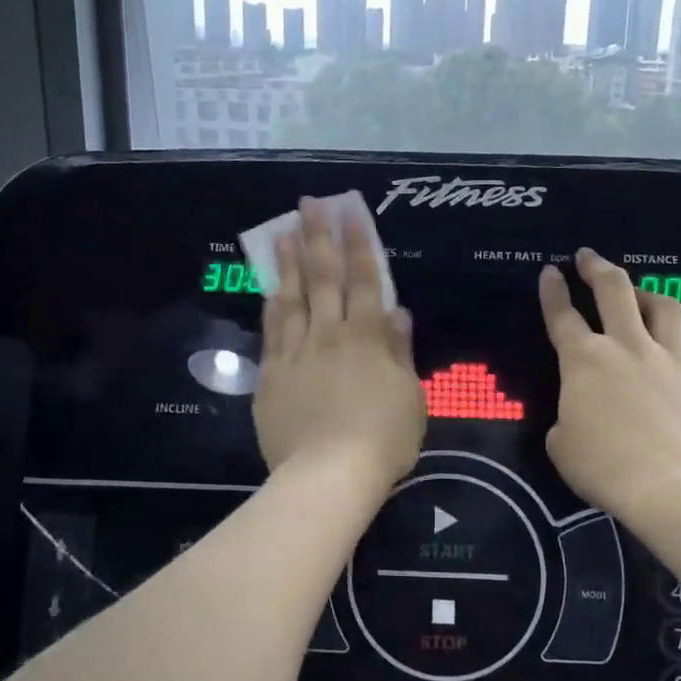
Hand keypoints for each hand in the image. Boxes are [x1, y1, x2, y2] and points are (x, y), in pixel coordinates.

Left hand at [254, 198, 424, 492]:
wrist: (329, 476)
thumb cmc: (382, 439)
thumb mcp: (410, 396)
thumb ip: (400, 351)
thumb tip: (397, 310)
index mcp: (367, 337)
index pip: (364, 278)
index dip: (358, 242)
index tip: (350, 210)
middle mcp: (329, 334)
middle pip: (323, 277)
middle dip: (318, 236)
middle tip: (309, 203)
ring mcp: (296, 353)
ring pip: (292, 297)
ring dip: (289, 262)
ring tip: (282, 232)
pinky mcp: (272, 376)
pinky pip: (271, 332)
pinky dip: (272, 305)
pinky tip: (270, 288)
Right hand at [538, 248, 680, 528]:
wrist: (675, 489)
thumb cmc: (605, 467)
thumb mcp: (562, 445)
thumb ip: (567, 417)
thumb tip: (580, 414)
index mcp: (583, 360)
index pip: (562, 315)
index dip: (553, 291)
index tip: (550, 271)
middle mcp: (625, 347)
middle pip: (614, 290)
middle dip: (596, 267)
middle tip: (587, 255)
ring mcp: (665, 360)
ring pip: (660, 306)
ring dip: (643, 291)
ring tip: (635, 292)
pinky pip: (677, 346)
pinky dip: (663, 339)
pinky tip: (657, 359)